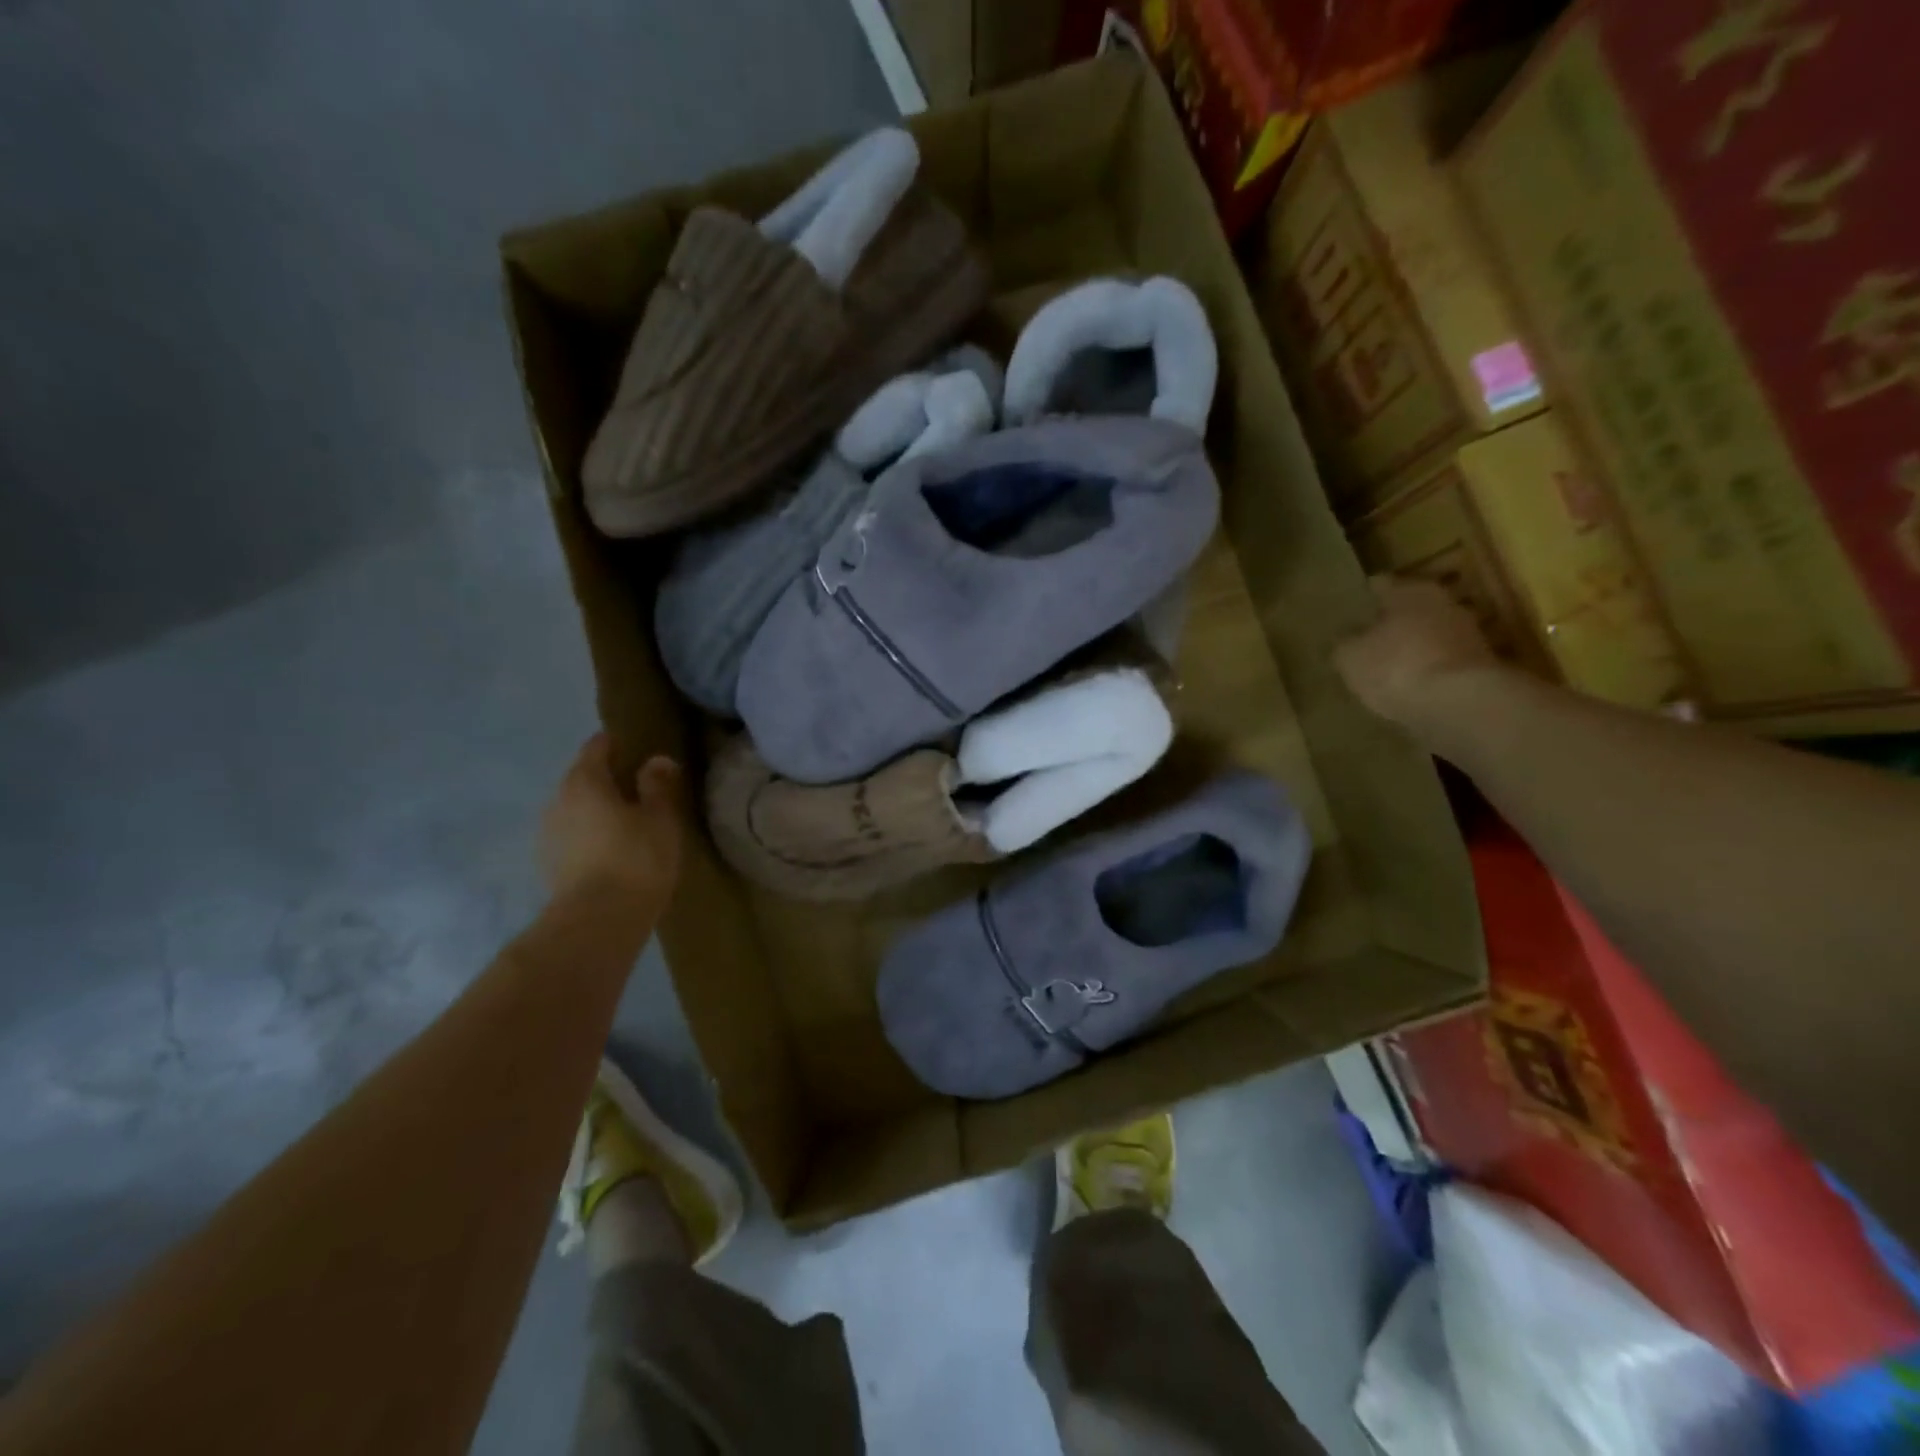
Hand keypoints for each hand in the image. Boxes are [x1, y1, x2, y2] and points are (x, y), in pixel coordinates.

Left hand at [540, 734, 684, 907]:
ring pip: (575, 809)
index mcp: (584, 781)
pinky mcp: (548, 865)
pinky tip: (611, 851)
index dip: (616, 743)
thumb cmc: (636, 859)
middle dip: (607, 778)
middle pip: (582, 777)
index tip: (637, 748)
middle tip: (639, 788)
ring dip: (596, 810)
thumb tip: (656, 760)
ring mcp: (548, 834)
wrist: (598, 921)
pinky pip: (572, 836)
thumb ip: (657, 785)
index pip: (596, 747)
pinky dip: (589, 835)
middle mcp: (558, 800)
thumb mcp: (660, 818)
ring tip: (627, 822)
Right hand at [1334, 576, 1504, 731]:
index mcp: (1410, 591)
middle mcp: (1444, 603)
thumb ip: (1345, 643)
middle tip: (1368, 636)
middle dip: (1393, 621)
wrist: (1461, 705)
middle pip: (1412, 608)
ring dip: (1414, 646)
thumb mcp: (1350, 657)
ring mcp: (1469, 634)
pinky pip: (1444, 661)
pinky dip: (1429, 669)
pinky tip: (1410, 686)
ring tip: (1388, 665)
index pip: (1381, 584)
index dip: (1364, 596)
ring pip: (1431, 634)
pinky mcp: (1481, 666)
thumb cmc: (1396, 667)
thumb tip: (1345, 638)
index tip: (1351, 606)